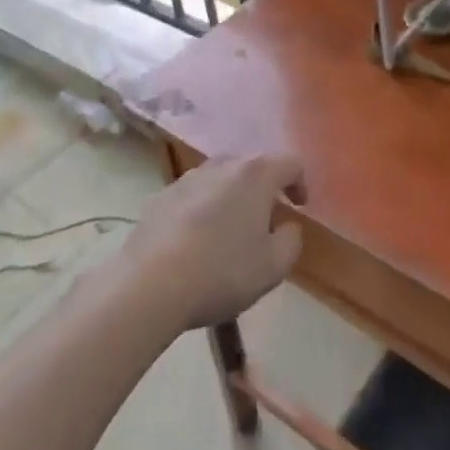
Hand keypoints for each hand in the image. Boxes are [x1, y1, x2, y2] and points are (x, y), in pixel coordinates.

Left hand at [124, 155, 304, 329]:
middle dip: (264, 189)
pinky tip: (194, 242)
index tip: (300, 208)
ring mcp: (187, 178)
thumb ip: (291, 241)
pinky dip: (201, 210)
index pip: (291, 163)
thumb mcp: (273, 267)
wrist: (148, 285)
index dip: (300, 183)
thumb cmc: (221, 272)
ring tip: (229, 231)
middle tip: (266, 220)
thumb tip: (287, 227)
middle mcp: (223, 165)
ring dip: (231, 197)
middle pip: (253, 167)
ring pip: (220, 179)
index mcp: (256, 174)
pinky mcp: (160, 197)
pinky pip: (192, 196)